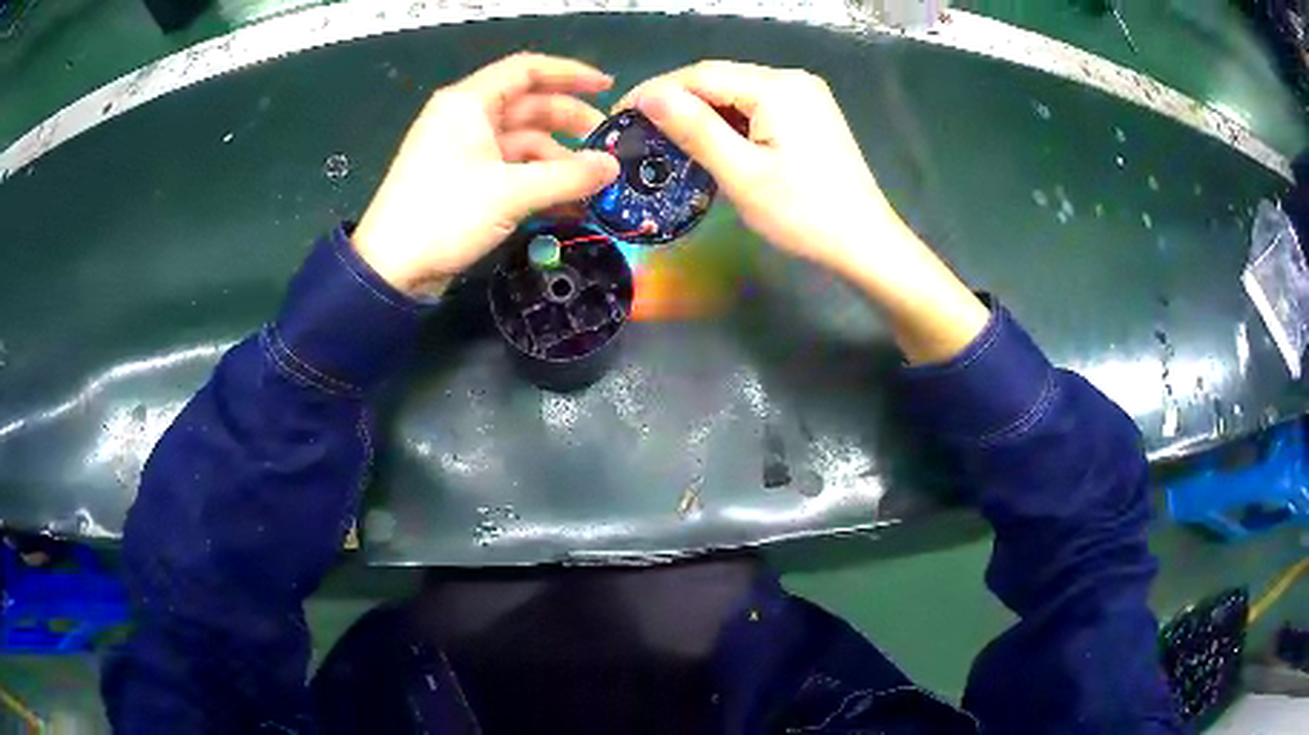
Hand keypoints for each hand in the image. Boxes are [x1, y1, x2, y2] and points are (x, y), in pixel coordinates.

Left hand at [354, 53, 620, 296]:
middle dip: (570, 123)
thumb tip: (613, 167)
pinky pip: (511, 169)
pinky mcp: (465, 180)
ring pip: (523, 142)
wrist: (391, 269)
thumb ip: (567, 176)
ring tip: (592, 187)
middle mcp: (467, 118)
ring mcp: (465, 150)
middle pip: (529, 106)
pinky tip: (568, 204)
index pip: (526, 70)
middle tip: (607, 147)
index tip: (607, 88)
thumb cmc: (444, 215)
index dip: (570, 74)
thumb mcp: (511, 193)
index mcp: (469, 103)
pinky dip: (538, 182)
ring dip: (558, 161)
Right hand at [617, 61, 889, 275]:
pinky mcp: (809, 114)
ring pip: (736, 94)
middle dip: (676, 102)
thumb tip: (647, 95)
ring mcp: (805, 96)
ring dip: (701, 113)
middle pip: (719, 80)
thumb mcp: (742, 173)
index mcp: (777, 86)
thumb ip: (694, 129)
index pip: (701, 75)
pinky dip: (728, 123)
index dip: (654, 91)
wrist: (865, 243)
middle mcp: (792, 79)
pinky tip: (711, 143)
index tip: (618, 116)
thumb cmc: (804, 214)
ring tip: (666, 140)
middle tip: (638, 131)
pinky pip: (756, 107)